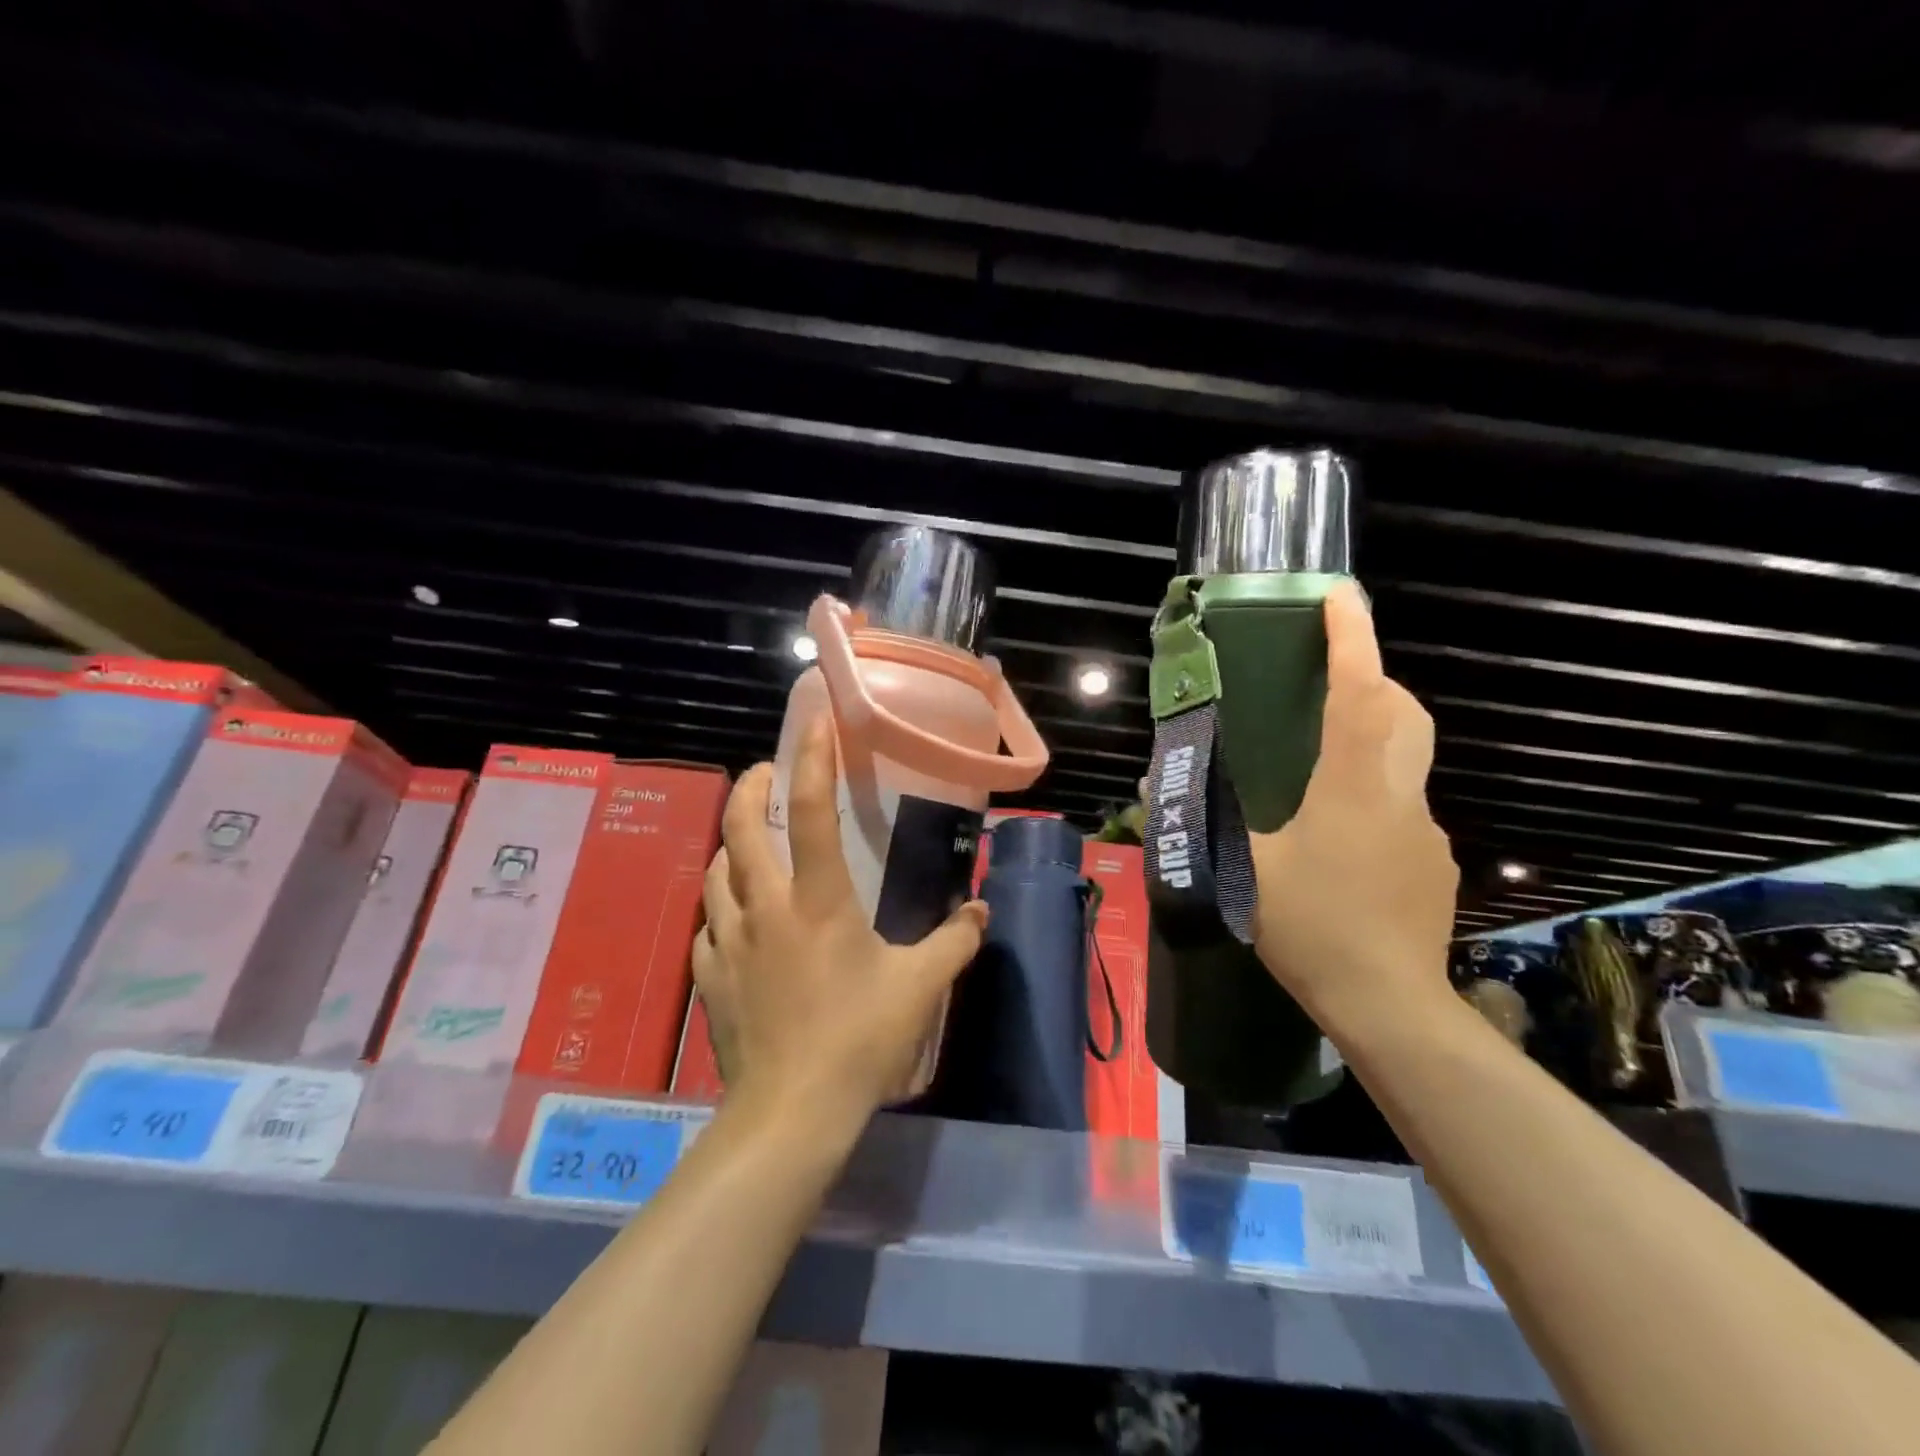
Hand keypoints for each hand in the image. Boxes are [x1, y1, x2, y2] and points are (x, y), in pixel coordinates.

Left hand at [692, 717, 989, 1122]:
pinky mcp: (711, 977)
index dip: (812, 759)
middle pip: (740, 826)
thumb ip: (955, 942)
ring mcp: (729, 942)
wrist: (791, 1112)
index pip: (811, 812)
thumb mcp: (920, 987)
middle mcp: (765, 907)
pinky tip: (736, 920)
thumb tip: (980, 911)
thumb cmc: (859, 1039)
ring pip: (716, 871)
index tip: (815, 722)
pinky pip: (709, 926)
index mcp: (817, 900)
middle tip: (767, 774)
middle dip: (751, 786)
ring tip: (750, 843)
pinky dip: (722, 908)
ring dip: (731, 846)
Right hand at [1249, 581, 1458, 1038]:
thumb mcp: (1244, 870)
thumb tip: (1156, 784)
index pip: (1360, 693)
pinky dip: (1371, 800)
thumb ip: (1204, 821)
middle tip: (1329, 680)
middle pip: (1402, 713)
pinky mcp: (1433, 862)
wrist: (1391, 1006)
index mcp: (1351, 786)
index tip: (1341, 595)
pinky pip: (1400, 809)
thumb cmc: (1313, 928)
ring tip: (1315, 775)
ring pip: (1403, 762)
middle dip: (1374, 678)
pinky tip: (1337, 845)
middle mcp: (1399, 795)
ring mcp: (1425, 829)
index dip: (1352, 638)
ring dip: (1369, 743)